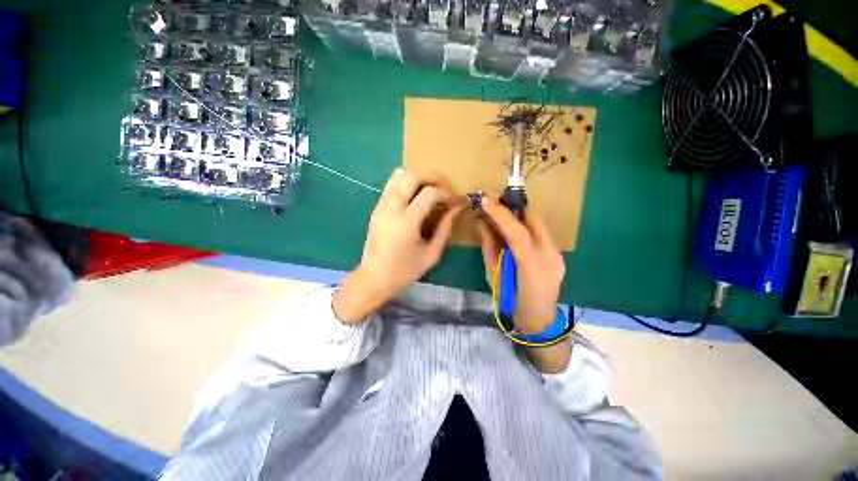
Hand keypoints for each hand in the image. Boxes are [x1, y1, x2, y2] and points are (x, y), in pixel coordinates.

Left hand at [333, 169, 462, 323]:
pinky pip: (391, 186)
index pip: (429, 192)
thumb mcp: (431, 254)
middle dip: (431, 178)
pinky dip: (405, 184)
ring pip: (398, 175)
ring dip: (417, 178)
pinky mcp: (376, 208)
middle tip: (442, 190)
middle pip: (411, 175)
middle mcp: (392, 208)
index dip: (445, 193)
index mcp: (407, 221)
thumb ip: (445, 229)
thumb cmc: (404, 270)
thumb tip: (455, 209)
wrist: (373, 278)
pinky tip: (414, 199)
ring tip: (428, 191)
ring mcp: (381, 206)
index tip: (453, 201)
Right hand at [476, 196, 570, 372]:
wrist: (539, 321)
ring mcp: (557, 254)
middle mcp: (550, 255)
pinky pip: (540, 232)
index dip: (500, 213)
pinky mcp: (558, 254)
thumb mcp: (493, 275)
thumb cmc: (511, 302)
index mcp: (531, 266)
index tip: (485, 200)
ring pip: (538, 223)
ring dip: (518, 214)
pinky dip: (525, 225)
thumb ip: (489, 247)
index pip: (517, 231)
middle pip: (533, 219)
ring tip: (500, 210)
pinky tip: (512, 227)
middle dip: (512, 206)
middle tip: (493, 201)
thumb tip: (482, 223)